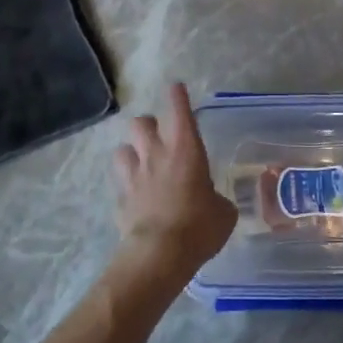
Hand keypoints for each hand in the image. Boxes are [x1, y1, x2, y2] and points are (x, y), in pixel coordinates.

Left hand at [113, 83, 235, 278]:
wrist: (160, 254)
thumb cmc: (199, 226)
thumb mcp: (223, 212)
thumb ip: (217, 199)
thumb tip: (214, 203)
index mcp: (185, 148)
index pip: (179, 109)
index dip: (177, 96)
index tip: (176, 89)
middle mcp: (156, 153)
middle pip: (141, 122)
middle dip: (149, 126)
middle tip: (159, 138)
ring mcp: (133, 175)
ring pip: (122, 148)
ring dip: (132, 153)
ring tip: (141, 164)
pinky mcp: (120, 198)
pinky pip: (120, 183)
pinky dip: (127, 186)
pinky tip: (136, 197)